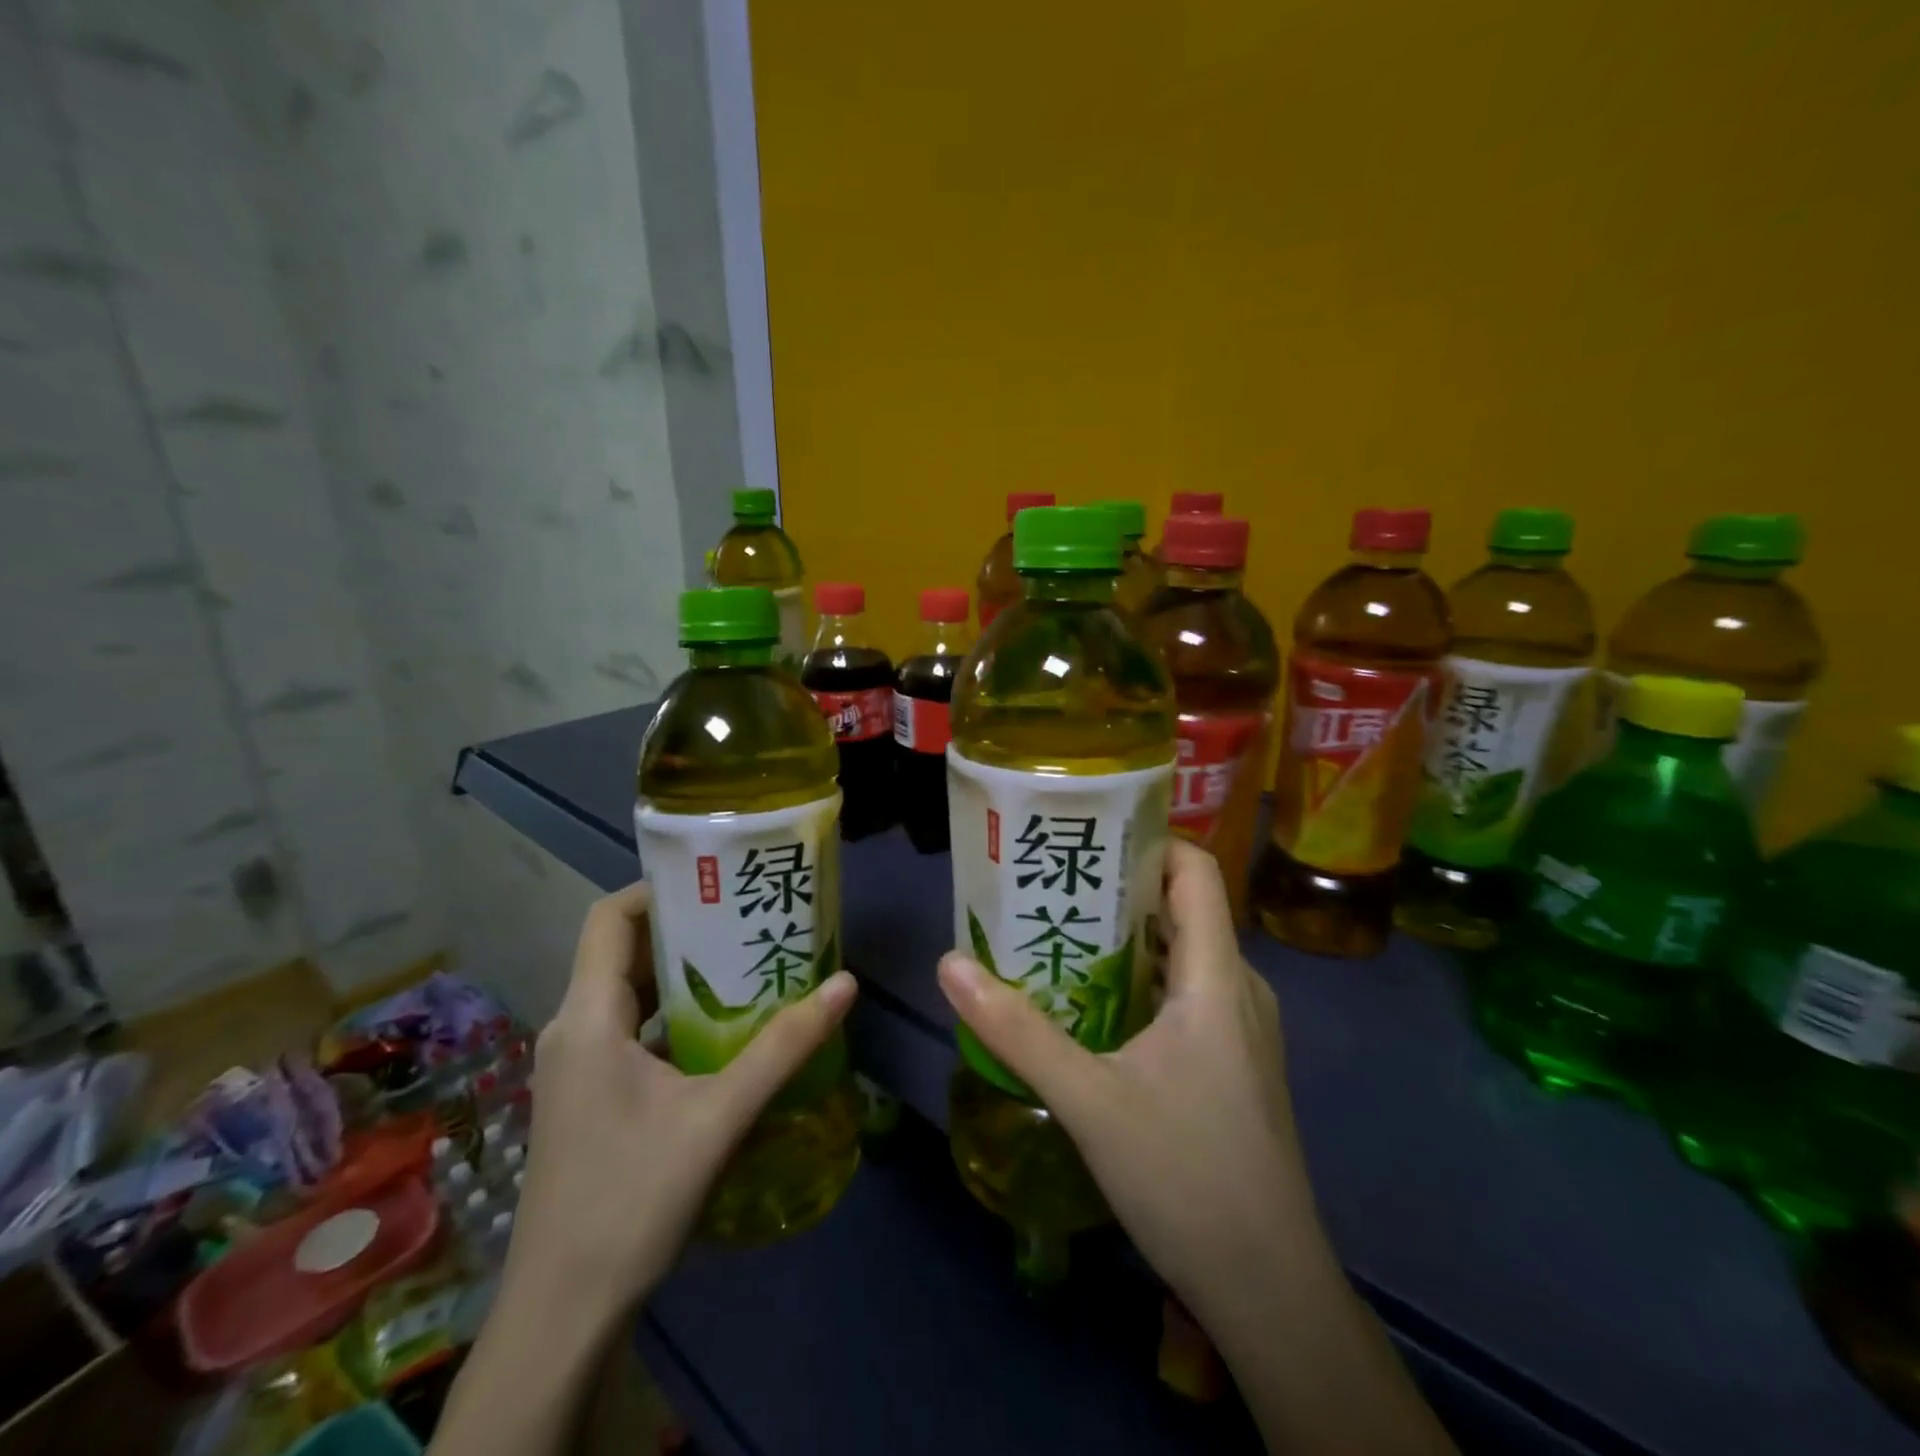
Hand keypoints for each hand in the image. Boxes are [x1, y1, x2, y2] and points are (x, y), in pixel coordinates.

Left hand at [512, 882, 857, 1313]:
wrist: (563, 1314)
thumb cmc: (630, 1200)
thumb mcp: (718, 1117)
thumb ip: (783, 1048)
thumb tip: (845, 985)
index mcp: (588, 1018)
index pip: (609, 918)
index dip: (658, 889)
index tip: (719, 882)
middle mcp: (574, 1029)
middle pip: (624, 949)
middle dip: (687, 927)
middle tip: (751, 916)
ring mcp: (578, 1065)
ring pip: (630, 992)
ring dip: (684, 972)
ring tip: (749, 960)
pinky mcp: (590, 1094)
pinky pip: (632, 1029)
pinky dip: (675, 1013)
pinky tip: (725, 1028)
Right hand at [935, 840, 1310, 1327]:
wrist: (1270, 1290)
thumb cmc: (1186, 1177)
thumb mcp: (1088, 1099)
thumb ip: (1017, 1030)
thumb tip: (950, 964)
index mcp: (1217, 976)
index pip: (1195, 871)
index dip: (1147, 842)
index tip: (1086, 840)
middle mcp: (1239, 988)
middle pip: (1182, 908)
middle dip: (1118, 892)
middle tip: (1051, 887)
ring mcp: (1242, 1028)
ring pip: (1183, 955)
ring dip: (1126, 941)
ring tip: (1060, 936)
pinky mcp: (1236, 1061)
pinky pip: (1188, 994)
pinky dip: (1142, 981)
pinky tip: (1093, 1005)